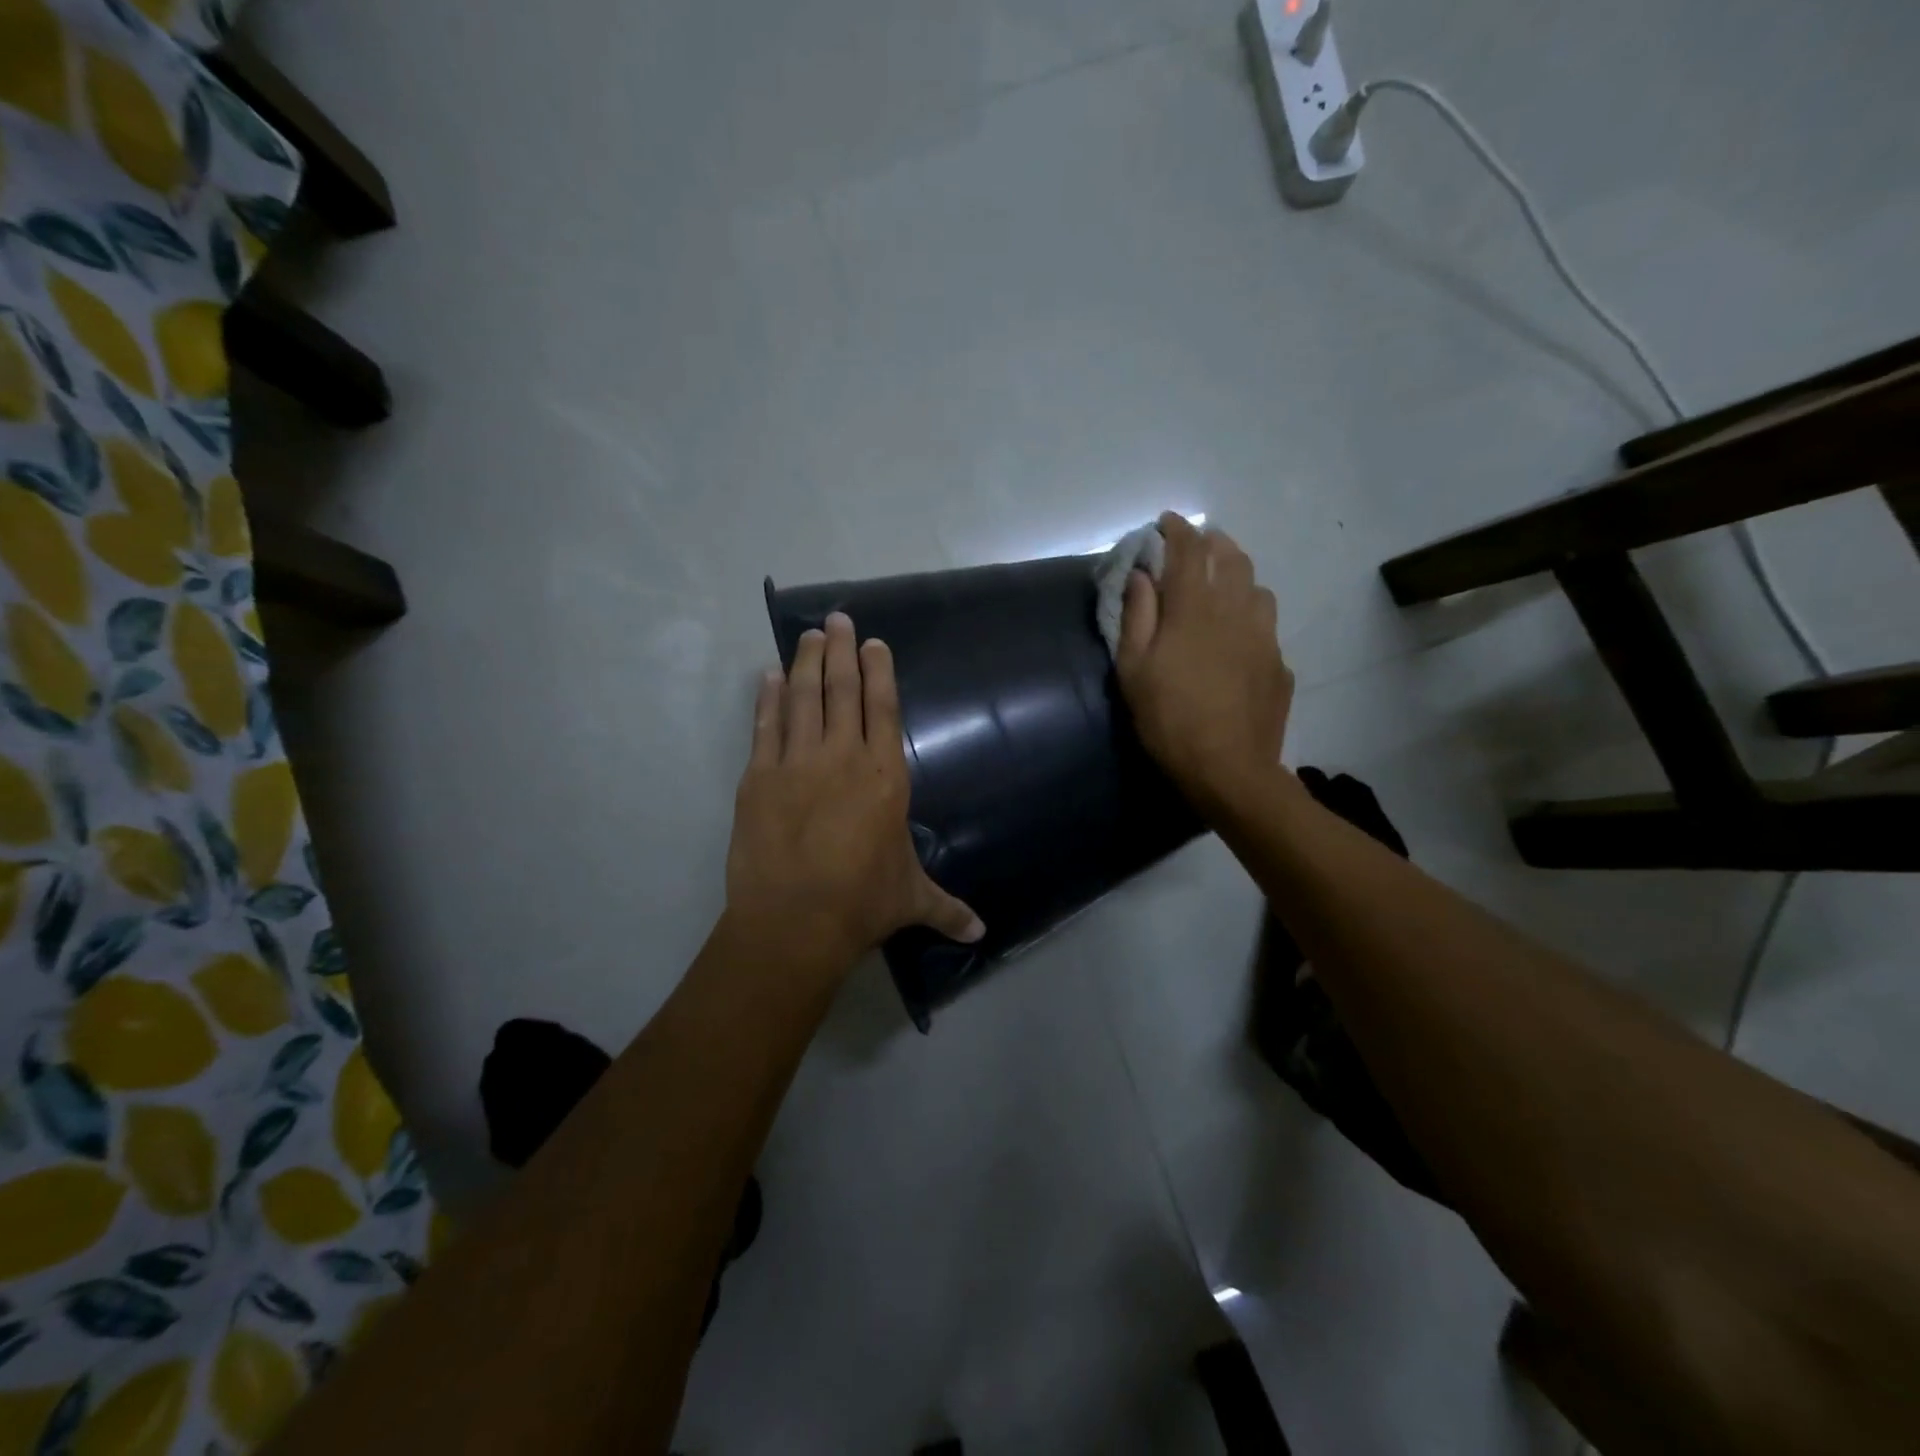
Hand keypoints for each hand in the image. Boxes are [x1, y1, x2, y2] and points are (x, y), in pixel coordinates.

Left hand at [725, 612, 983, 976]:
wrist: (795, 921)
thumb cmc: (862, 902)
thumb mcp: (911, 899)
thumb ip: (947, 909)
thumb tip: (981, 934)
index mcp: (884, 775)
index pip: (882, 708)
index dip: (878, 671)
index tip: (872, 642)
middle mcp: (841, 757)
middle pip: (841, 690)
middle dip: (841, 650)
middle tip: (837, 618)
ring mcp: (796, 763)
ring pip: (801, 698)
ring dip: (805, 663)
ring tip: (808, 635)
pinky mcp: (758, 777)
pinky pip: (763, 727)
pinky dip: (765, 699)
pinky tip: (766, 677)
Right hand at [1116, 513, 1293, 809]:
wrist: (1229, 768)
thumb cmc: (1168, 719)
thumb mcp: (1134, 669)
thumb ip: (1137, 616)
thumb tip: (1142, 575)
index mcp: (1194, 609)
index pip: (1189, 550)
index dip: (1177, 530)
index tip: (1166, 521)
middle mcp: (1236, 610)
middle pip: (1232, 558)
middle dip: (1213, 543)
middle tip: (1196, 547)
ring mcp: (1264, 636)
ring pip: (1257, 588)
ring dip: (1238, 577)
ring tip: (1222, 588)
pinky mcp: (1279, 663)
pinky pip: (1266, 625)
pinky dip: (1250, 617)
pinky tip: (1238, 638)